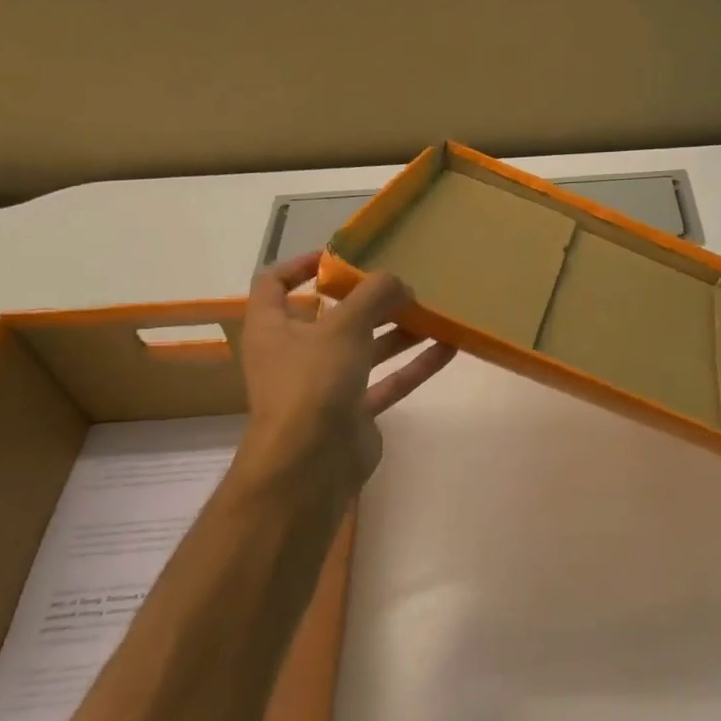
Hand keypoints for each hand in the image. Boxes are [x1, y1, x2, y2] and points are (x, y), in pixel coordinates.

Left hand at [231, 252, 455, 496]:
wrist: (311, 463)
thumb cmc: (313, 382)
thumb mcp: (343, 326)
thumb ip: (374, 295)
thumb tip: (398, 281)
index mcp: (273, 327)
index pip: (274, 284)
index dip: (301, 265)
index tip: (339, 257)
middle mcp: (295, 354)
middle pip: (331, 317)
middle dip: (368, 301)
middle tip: (403, 287)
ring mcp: (325, 386)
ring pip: (364, 350)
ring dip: (397, 331)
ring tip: (433, 314)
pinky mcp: (353, 412)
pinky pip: (386, 382)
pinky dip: (413, 366)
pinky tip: (448, 349)